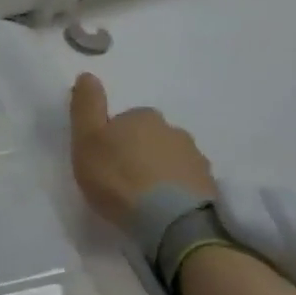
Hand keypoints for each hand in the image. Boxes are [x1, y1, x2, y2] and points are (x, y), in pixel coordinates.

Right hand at [69, 73, 216, 229]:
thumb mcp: (86, 140)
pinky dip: (175, 190)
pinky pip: (185, 182)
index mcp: (142, 116)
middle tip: (121, 181)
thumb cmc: (118, 177)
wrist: (169, 220)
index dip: (112, 140)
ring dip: (158, 172)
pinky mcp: (208, 186)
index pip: (124, 121)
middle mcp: (173, 130)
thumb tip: (87, 74)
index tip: (103, 162)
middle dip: (138, 154)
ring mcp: (195, 157)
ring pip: (170, 159)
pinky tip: (162, 208)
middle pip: (150, 138)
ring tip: (143, 199)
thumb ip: (86, 107)